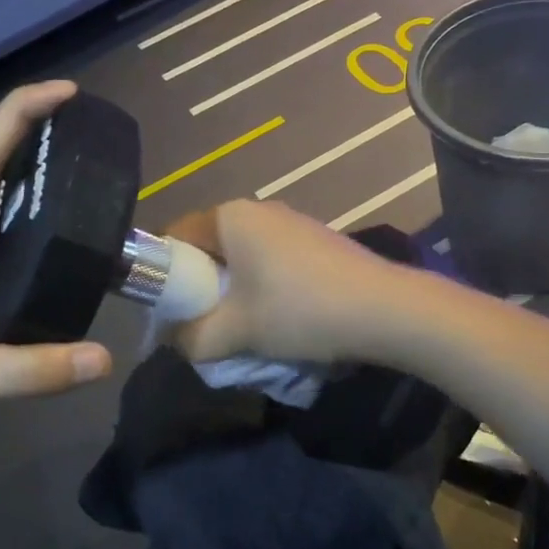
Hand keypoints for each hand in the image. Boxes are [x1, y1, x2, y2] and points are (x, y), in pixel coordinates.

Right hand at [161, 200, 417, 366]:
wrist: (385, 310)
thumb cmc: (299, 311)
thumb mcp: (234, 333)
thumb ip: (190, 338)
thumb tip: (175, 339)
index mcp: (230, 216)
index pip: (175, 235)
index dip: (163, 273)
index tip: (168, 311)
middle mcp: (258, 209)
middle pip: (210, 247)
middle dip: (202, 287)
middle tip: (205, 325)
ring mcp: (292, 222)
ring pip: (243, 257)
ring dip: (236, 292)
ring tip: (246, 329)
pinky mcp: (317, 240)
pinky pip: (272, 261)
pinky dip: (265, 288)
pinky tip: (282, 319)